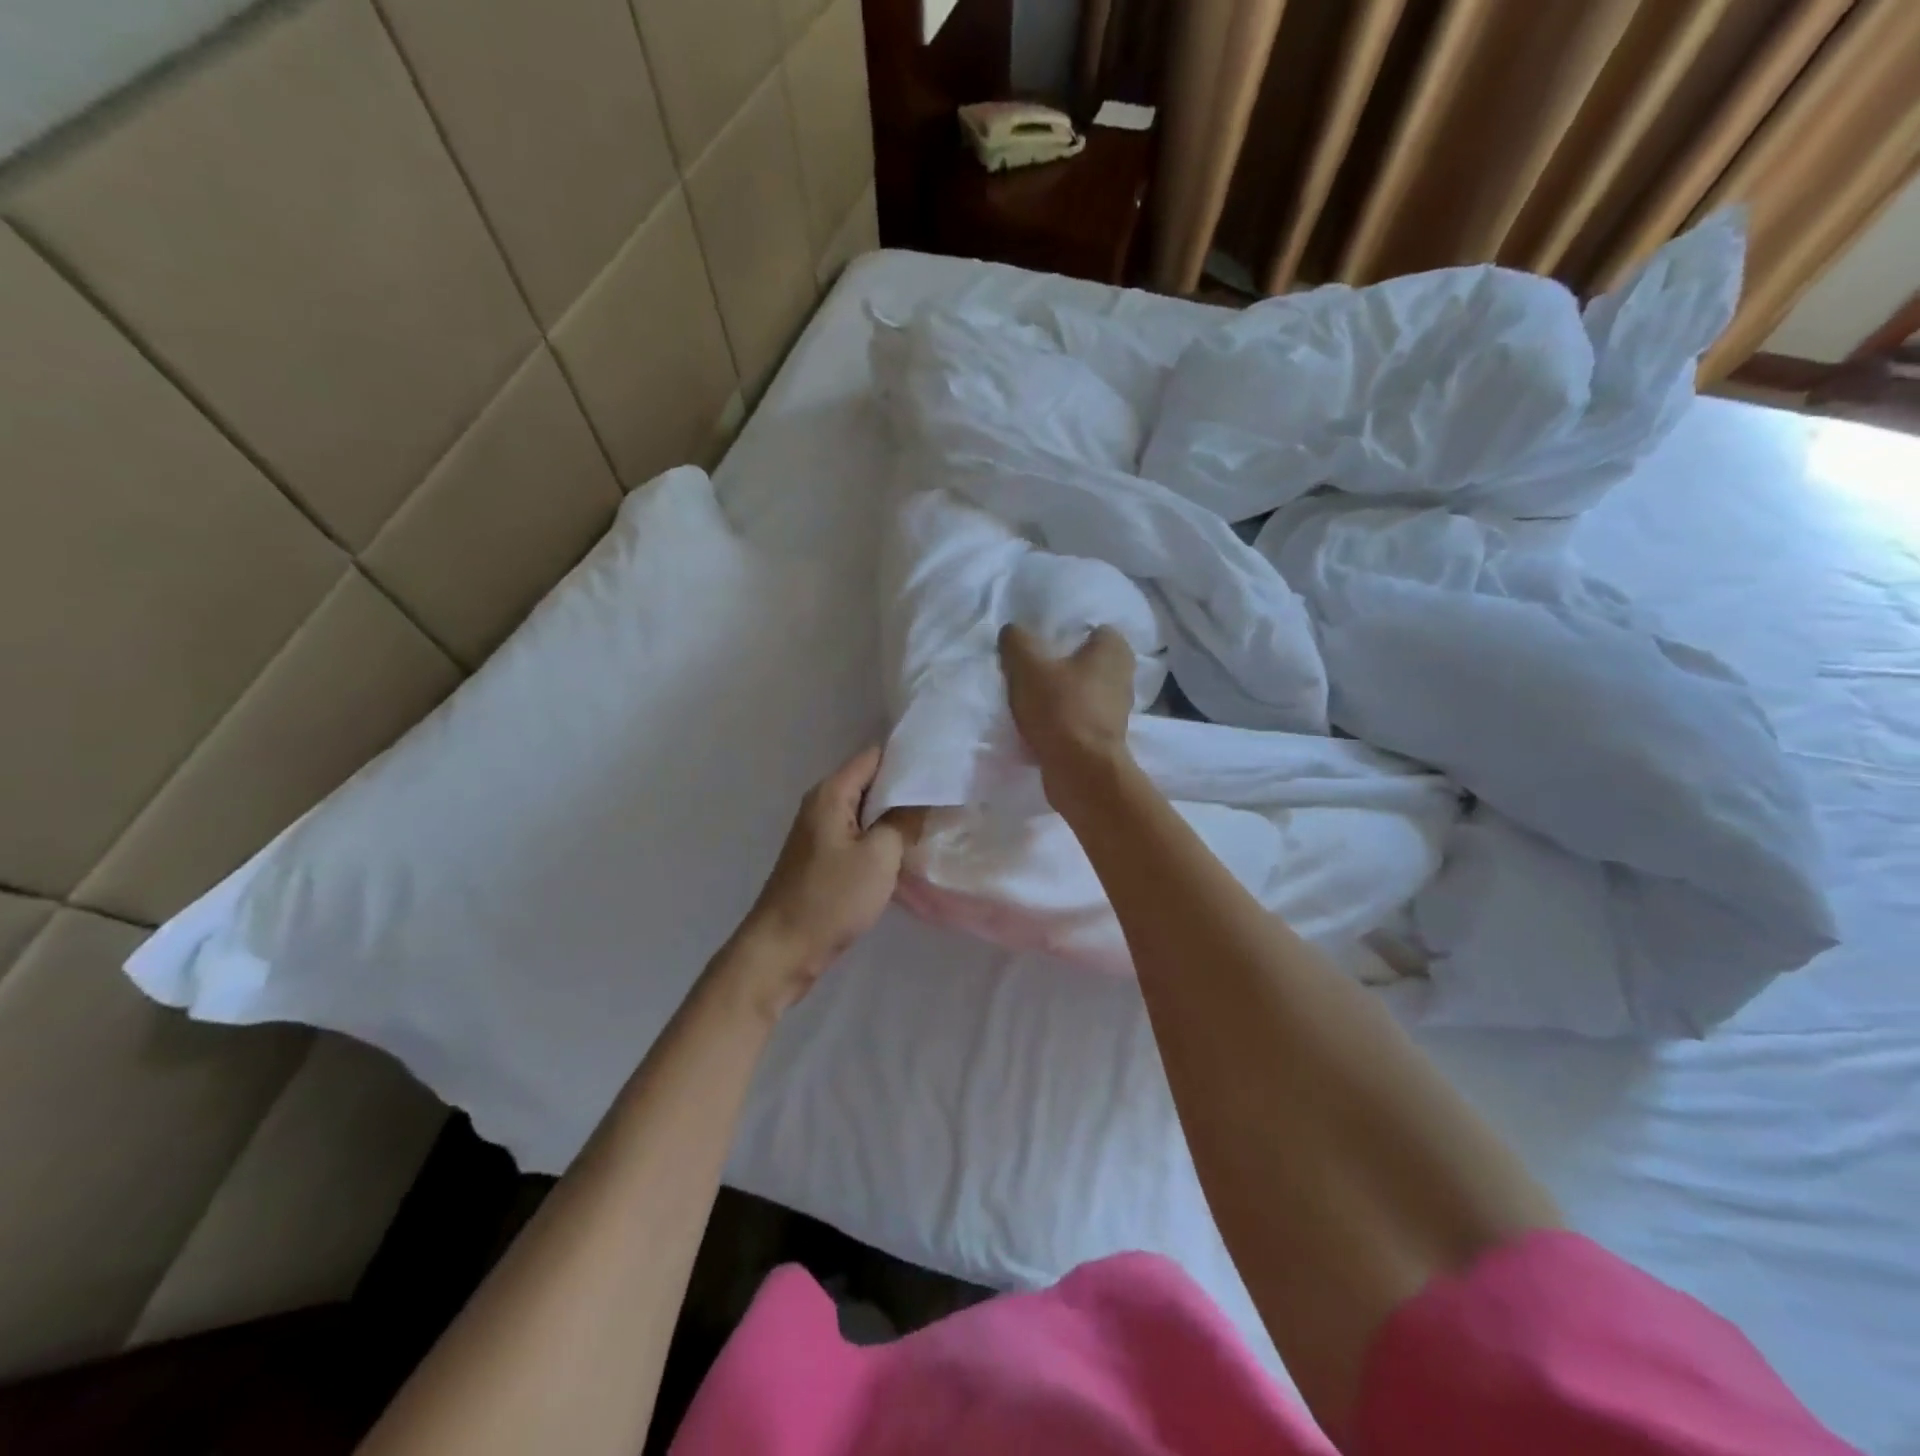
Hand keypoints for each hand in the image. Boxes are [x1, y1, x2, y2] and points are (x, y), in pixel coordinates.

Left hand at [727, 747, 917, 1016]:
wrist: (783, 950)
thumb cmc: (831, 898)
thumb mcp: (879, 856)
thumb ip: (903, 821)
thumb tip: (923, 799)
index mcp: (831, 793)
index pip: (874, 756)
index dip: (908, 759)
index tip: (943, 769)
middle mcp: (822, 804)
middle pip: (870, 782)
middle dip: (906, 789)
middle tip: (946, 797)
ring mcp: (821, 832)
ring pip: (866, 811)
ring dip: (895, 817)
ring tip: (935, 821)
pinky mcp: (823, 858)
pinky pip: (859, 835)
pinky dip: (881, 838)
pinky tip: (907, 850)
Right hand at [998, 624, 1135, 779]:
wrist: (1081, 770)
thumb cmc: (1060, 708)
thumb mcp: (1027, 666)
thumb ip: (1017, 641)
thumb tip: (1012, 632)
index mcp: (1114, 649)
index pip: (1091, 629)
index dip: (1065, 634)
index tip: (1039, 646)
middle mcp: (1123, 674)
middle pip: (1085, 662)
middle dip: (1062, 666)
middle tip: (1030, 671)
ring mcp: (1117, 709)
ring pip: (1082, 692)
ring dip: (1061, 696)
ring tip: (1030, 700)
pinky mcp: (1106, 737)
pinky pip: (1080, 718)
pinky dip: (1063, 720)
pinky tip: (1039, 725)